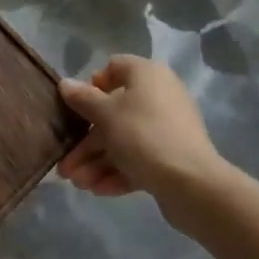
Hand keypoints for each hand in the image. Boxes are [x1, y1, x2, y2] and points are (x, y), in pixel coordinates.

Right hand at [56, 56, 226, 207]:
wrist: (192, 184)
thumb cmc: (143, 135)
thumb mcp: (106, 115)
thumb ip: (83, 99)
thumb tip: (65, 83)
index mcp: (147, 75)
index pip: (115, 67)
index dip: (92, 85)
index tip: (77, 108)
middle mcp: (158, 96)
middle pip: (113, 112)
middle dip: (87, 142)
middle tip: (65, 165)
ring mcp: (166, 128)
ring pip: (123, 140)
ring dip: (97, 161)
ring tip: (78, 184)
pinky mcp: (171, 157)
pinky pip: (138, 158)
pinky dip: (117, 171)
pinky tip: (97, 190)